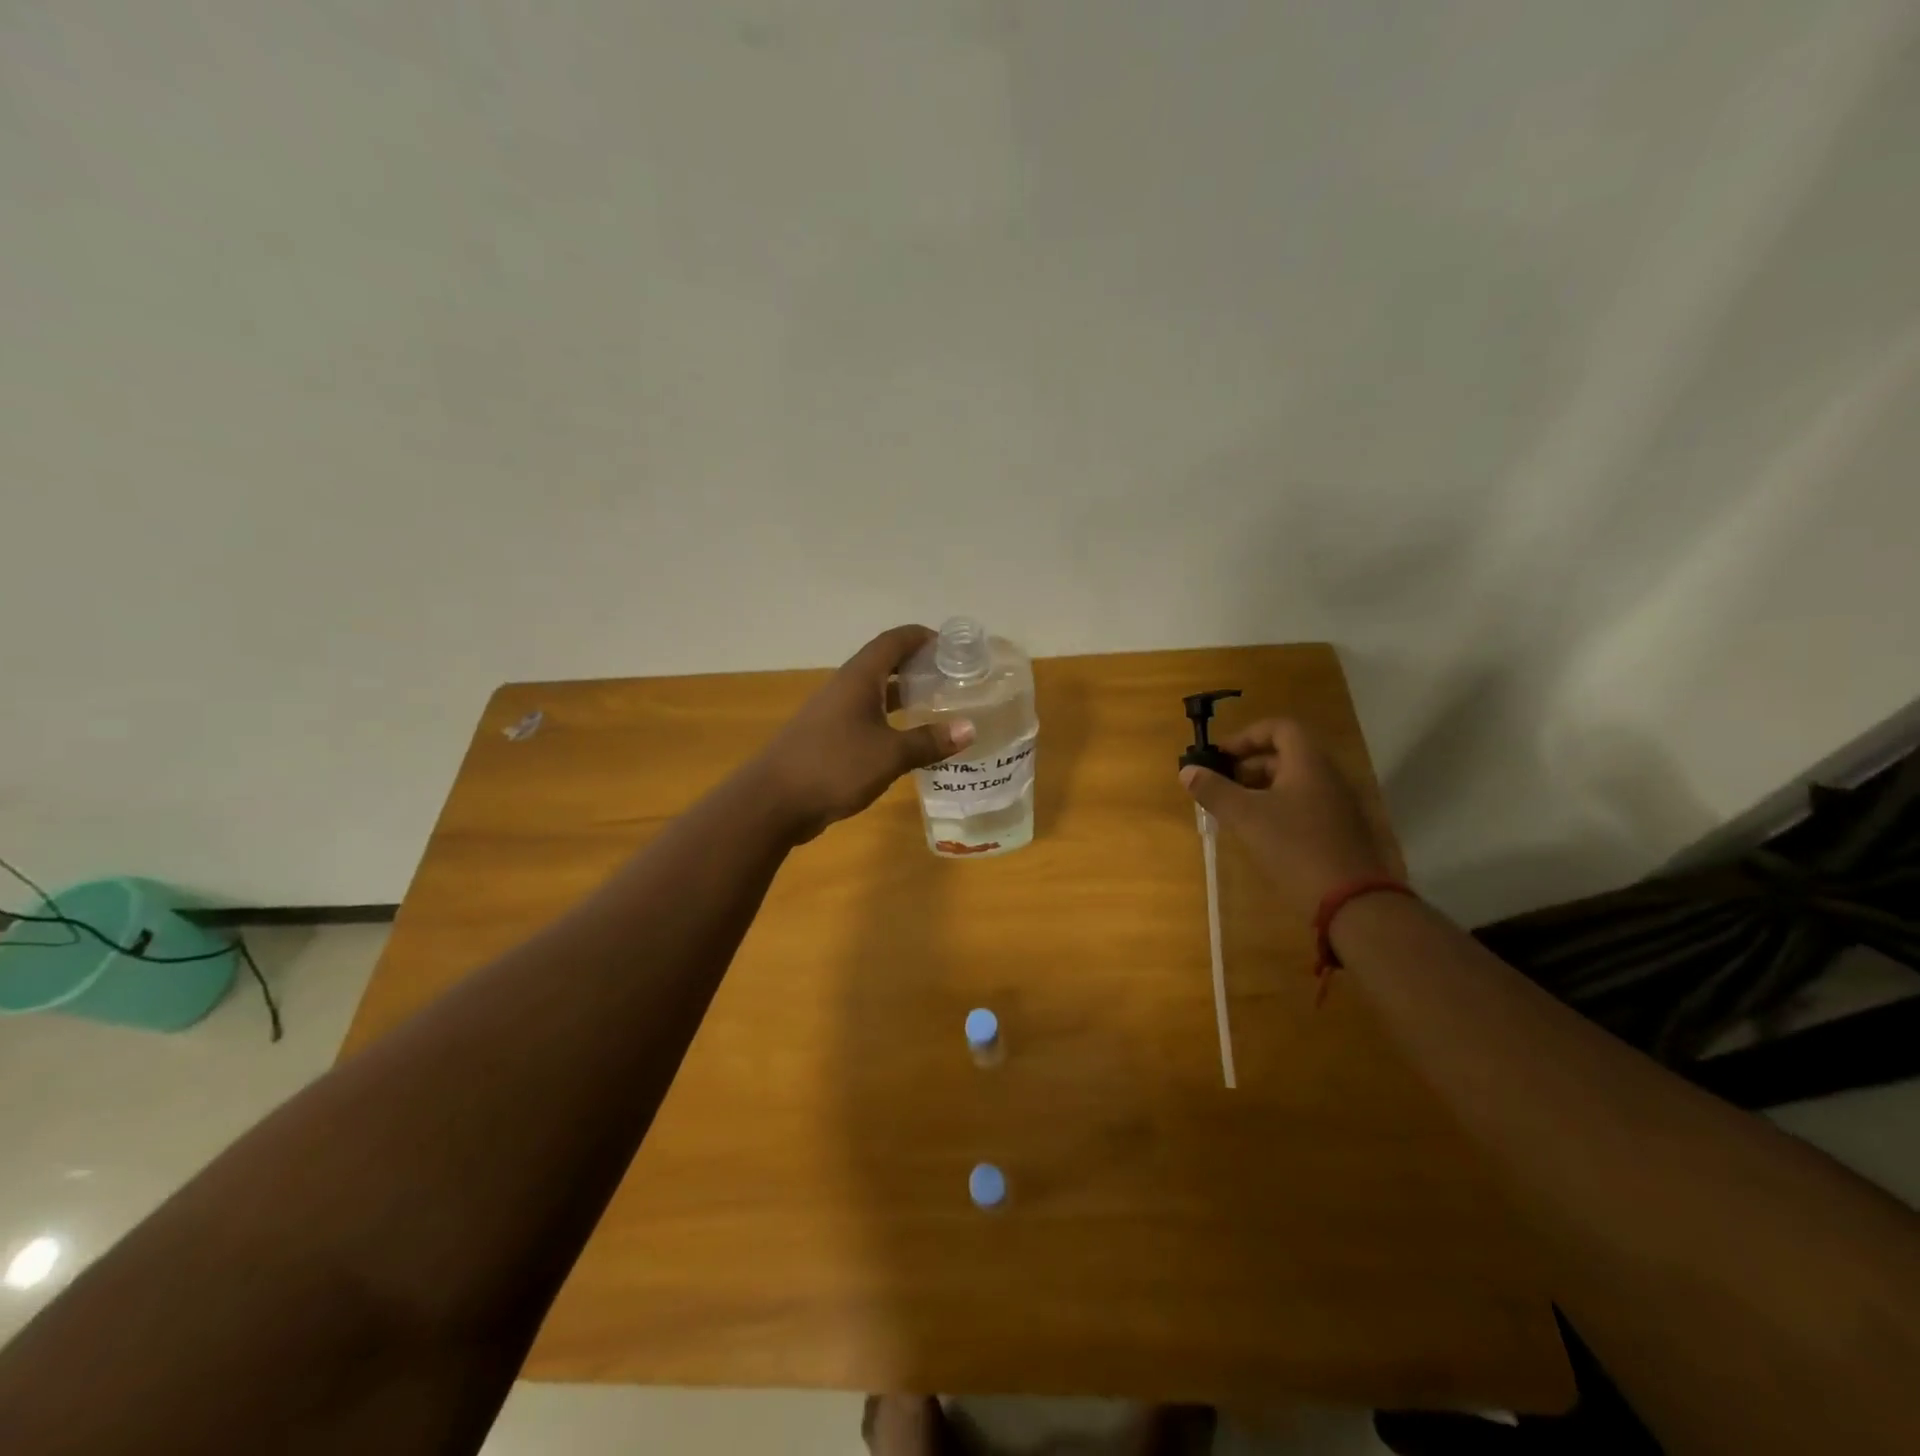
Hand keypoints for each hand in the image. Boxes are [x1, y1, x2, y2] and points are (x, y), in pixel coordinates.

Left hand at [754, 625, 974, 841]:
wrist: (774, 801)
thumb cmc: (834, 766)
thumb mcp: (889, 754)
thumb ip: (929, 741)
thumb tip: (970, 728)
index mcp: (858, 679)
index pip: (893, 641)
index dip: (922, 637)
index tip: (952, 646)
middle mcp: (844, 688)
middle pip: (884, 663)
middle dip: (917, 665)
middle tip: (951, 677)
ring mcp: (832, 713)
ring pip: (873, 692)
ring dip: (902, 693)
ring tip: (936, 704)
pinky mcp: (827, 737)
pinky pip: (864, 716)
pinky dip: (888, 718)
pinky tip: (906, 738)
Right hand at [1179, 719, 1396, 921]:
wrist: (1353, 902)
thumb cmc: (1295, 848)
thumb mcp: (1246, 817)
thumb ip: (1215, 791)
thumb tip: (1188, 771)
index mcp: (1308, 763)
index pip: (1279, 728)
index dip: (1246, 736)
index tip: (1221, 757)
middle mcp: (1328, 776)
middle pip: (1285, 755)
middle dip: (1248, 765)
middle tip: (1221, 785)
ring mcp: (1338, 804)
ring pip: (1294, 782)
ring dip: (1261, 789)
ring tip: (1234, 811)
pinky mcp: (1341, 831)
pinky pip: (1305, 805)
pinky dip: (1278, 808)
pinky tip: (1260, 833)